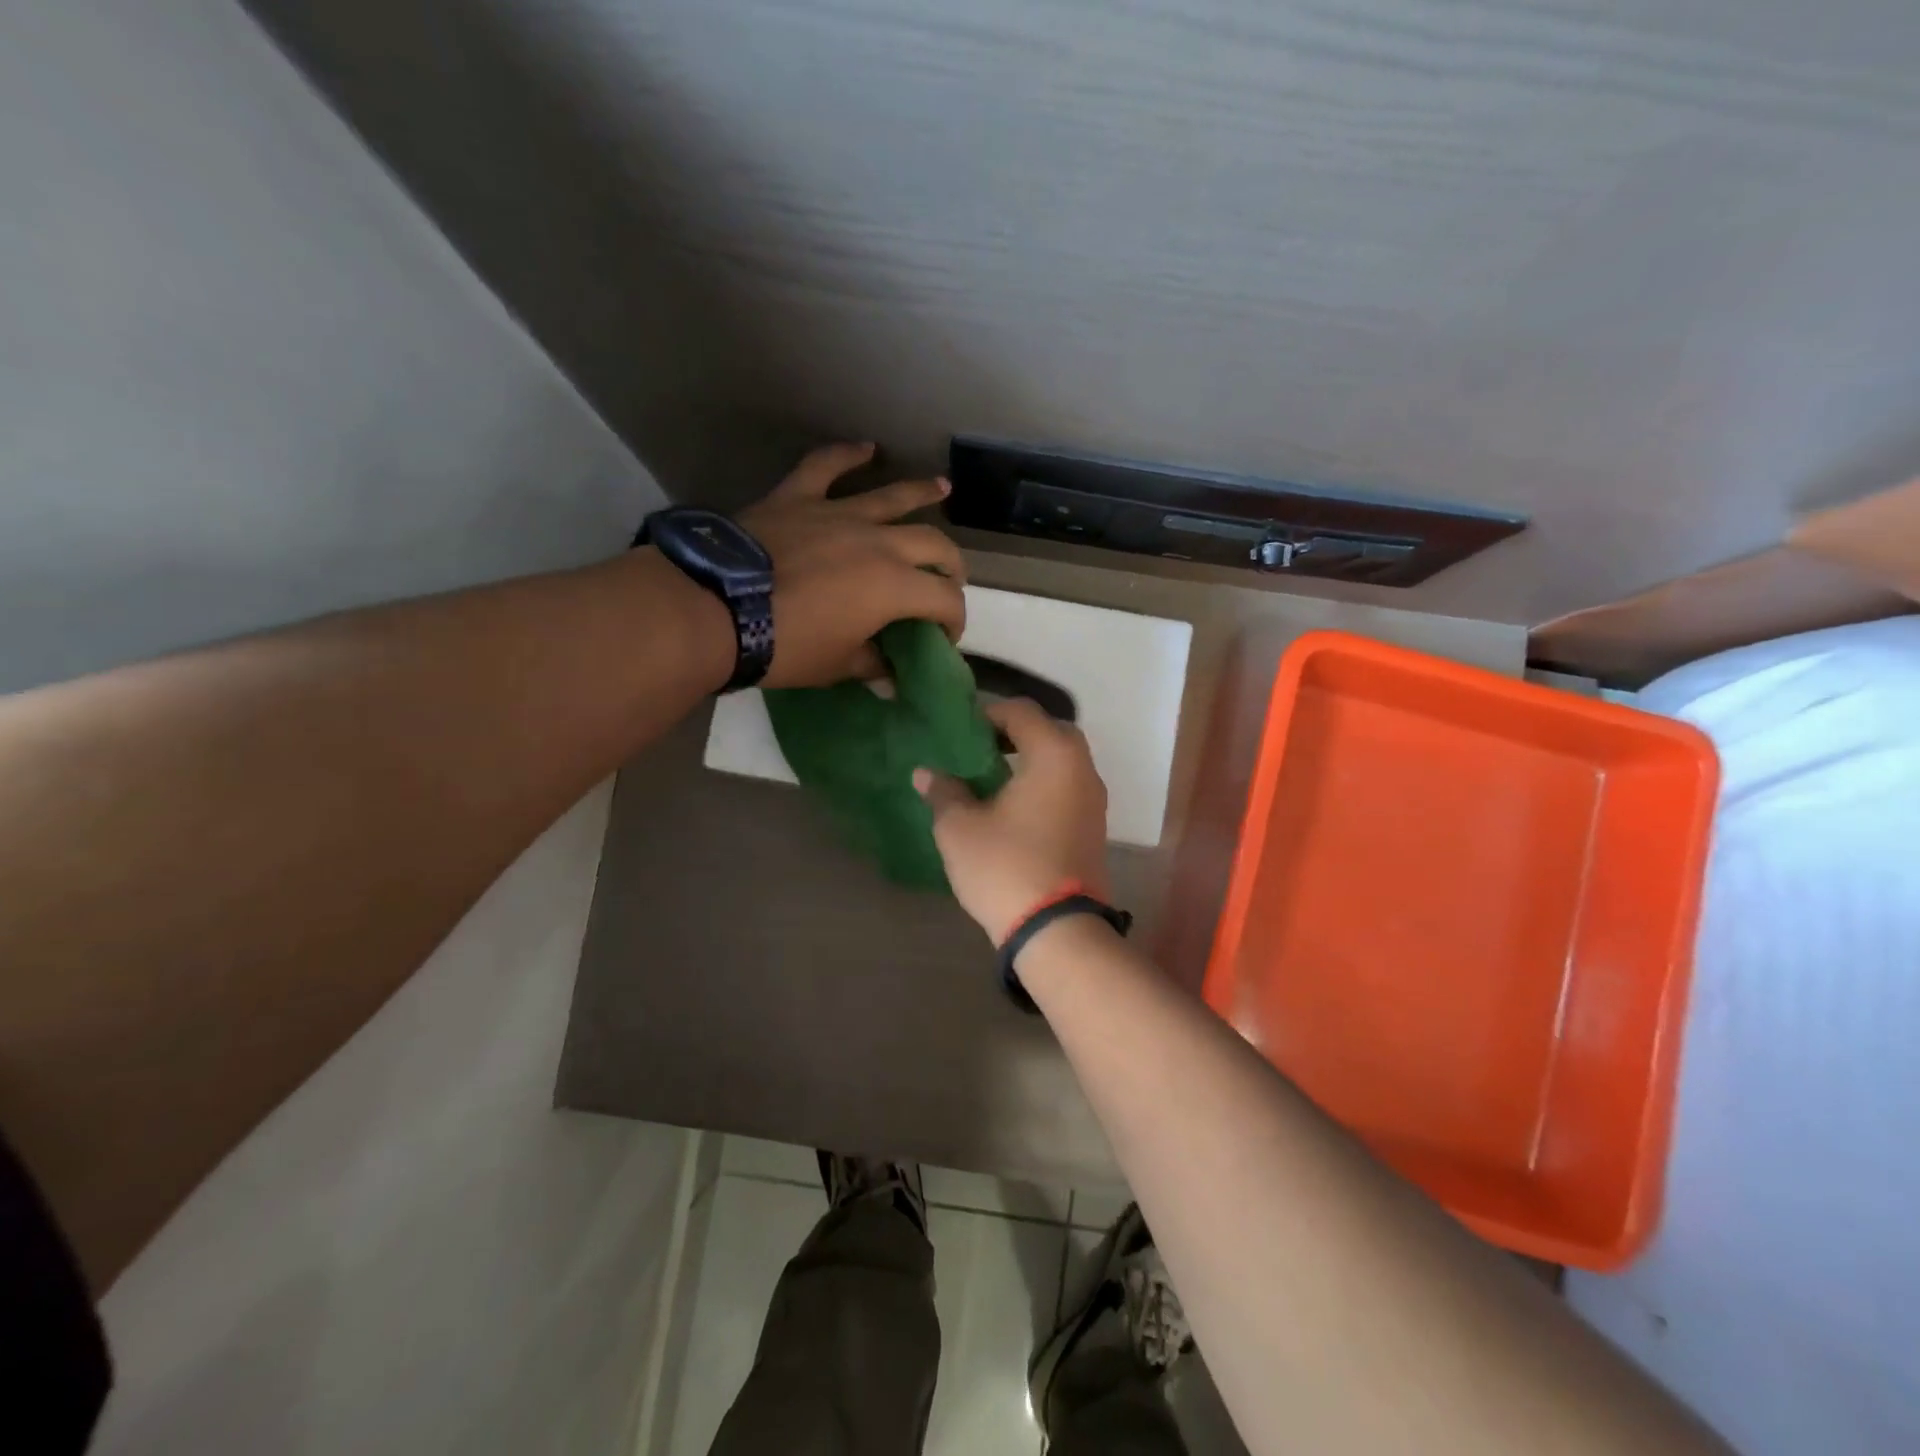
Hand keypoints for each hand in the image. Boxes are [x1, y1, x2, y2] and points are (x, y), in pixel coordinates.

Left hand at [739, 443, 966, 687]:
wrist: (718, 610)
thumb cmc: (786, 646)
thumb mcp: (836, 667)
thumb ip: (871, 666)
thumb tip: (890, 681)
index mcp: (893, 586)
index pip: (944, 599)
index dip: (953, 620)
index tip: (944, 637)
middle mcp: (878, 542)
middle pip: (932, 543)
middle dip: (950, 563)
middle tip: (950, 577)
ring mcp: (837, 514)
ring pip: (892, 497)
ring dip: (922, 493)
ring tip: (942, 488)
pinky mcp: (797, 498)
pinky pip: (826, 467)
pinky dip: (847, 455)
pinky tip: (865, 448)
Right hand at [914, 700, 1110, 943]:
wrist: (1058, 931)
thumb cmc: (1006, 867)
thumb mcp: (960, 828)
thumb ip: (944, 792)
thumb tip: (926, 773)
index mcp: (1054, 755)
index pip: (1022, 711)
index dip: (988, 713)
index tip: (959, 729)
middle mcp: (1083, 769)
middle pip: (1049, 732)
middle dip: (1014, 733)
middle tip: (978, 748)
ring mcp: (1094, 800)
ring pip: (1062, 762)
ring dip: (1030, 760)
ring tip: (991, 777)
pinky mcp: (1094, 828)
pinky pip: (1067, 788)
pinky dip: (1043, 784)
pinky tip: (1013, 806)